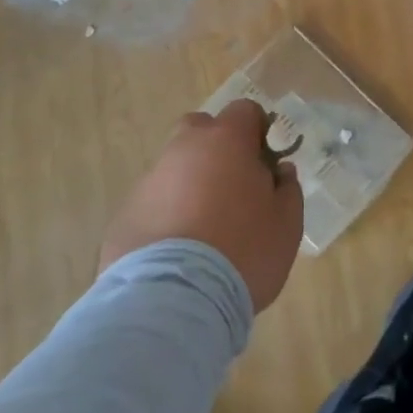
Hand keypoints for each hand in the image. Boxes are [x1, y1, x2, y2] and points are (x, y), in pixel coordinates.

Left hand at [99, 100, 304, 312]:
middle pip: (201, 129)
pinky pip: (153, 204)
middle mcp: (183, 149)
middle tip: (233, 187)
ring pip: (174, 168)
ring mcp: (149, 181)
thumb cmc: (243, 251)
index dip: (258, 131)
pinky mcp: (124, 216)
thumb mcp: (286, 224)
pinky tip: (178, 254)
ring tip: (205, 230)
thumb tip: (280, 172)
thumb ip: (288, 189)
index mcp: (226, 141)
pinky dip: (166, 217)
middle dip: (216, 148)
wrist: (174, 301)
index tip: (266, 162)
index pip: (244, 111)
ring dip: (190, 185)